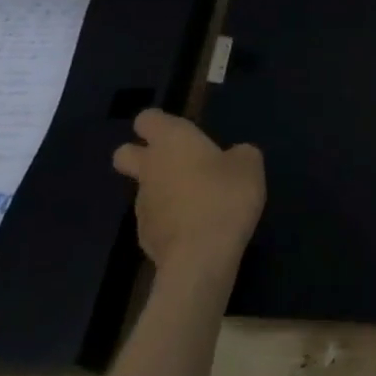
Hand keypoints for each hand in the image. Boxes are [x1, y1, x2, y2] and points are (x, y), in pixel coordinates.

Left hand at [111, 108, 265, 288]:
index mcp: (172, 141)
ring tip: (200, 202)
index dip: (161, 122)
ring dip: (164, 190)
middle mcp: (149, 168)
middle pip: (125, 153)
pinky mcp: (144, 235)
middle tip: (177, 162)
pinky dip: (171, 218)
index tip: (184, 131)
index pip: (148, 119)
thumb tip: (231, 157)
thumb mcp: (250, 165)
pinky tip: (197, 227)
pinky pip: (156, 217)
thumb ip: (239, 154)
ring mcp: (141, 204)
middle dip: (142, 154)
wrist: (200, 256)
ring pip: (144, 188)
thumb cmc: (225, 197)